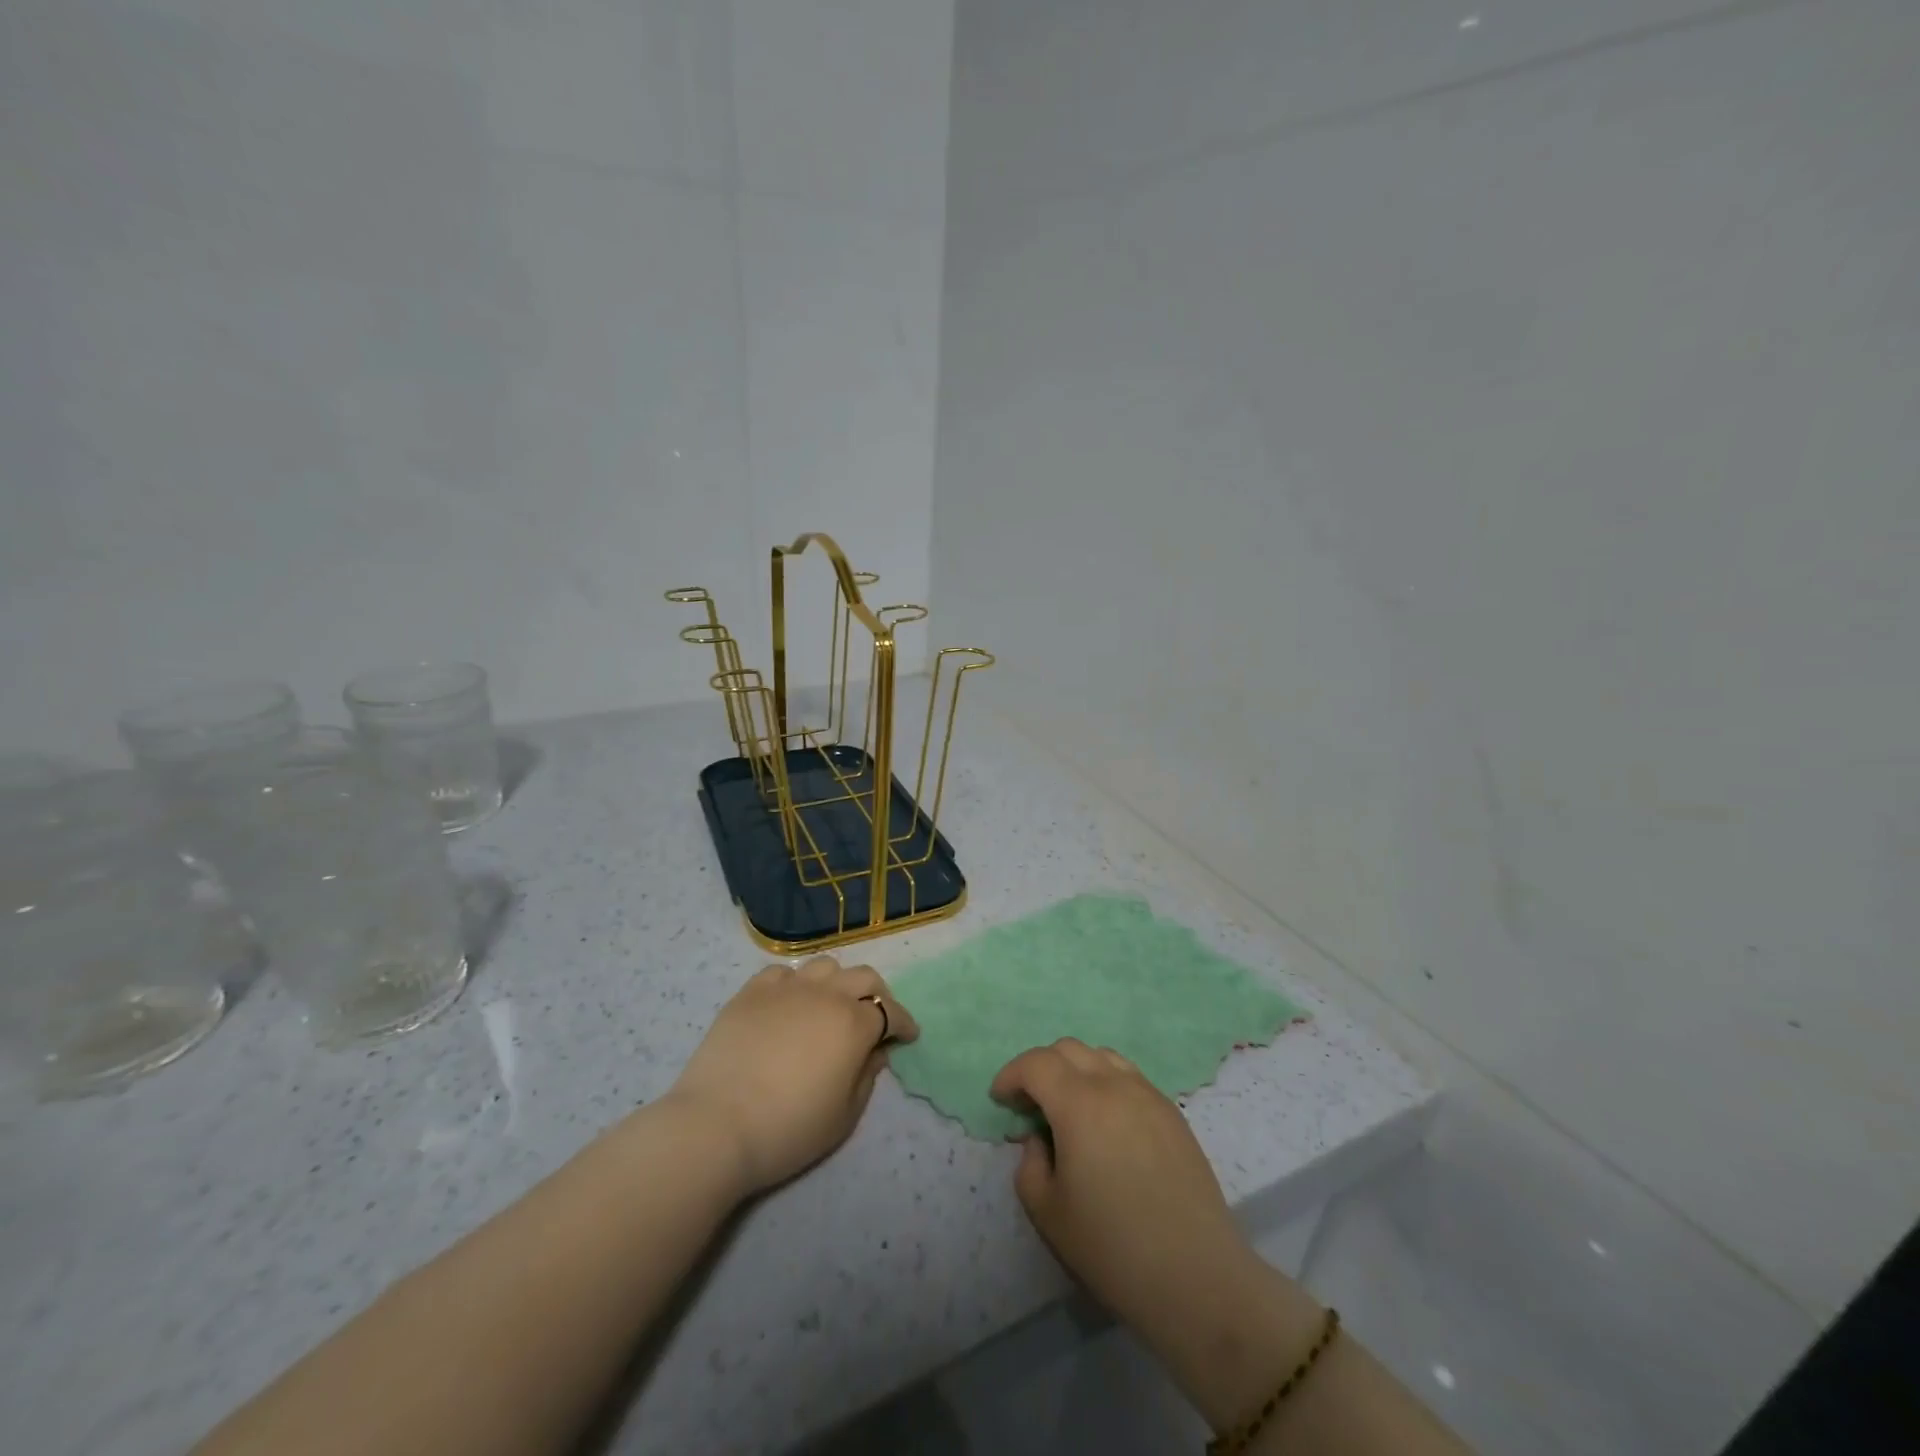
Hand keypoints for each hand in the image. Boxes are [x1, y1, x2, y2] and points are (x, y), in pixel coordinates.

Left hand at [670, 956, 918, 1194]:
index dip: (903, 1023)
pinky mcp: (752, 991)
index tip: (907, 1036)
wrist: (715, 1126)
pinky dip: (796, 983)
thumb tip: (875, 1052)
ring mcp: (787, 987)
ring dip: (837, 982)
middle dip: (877, 994)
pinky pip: (783, 973)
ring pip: (825, 966)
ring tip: (830, 1004)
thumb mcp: (843, 1117)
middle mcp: (826, 994)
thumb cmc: (787, 1129)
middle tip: (874, 1017)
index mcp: (854, 1024)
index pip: (891, 1011)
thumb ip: (867, 1078)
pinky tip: (790, 1003)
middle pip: (863, 977)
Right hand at [991, 1039, 1321, 1425]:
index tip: (1001, 1099)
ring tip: (1069, 1108)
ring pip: (1102, 1057)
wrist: (1195, 1276)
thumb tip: (1040, 1140)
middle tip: (1030, 1105)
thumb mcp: (1047, 1211)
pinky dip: (1106, 1083)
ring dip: (1076, 1070)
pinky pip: (1130, 1077)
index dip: (1011, 1075)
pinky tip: (1106, 1123)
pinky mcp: (1173, 1113)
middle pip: (1068, 1049)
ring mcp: (1148, 1095)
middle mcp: (1114, 1085)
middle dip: (1041, 1068)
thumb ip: (1029, 1164)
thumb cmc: (1112, 1247)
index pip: (1036, 1063)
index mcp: (1079, 1103)